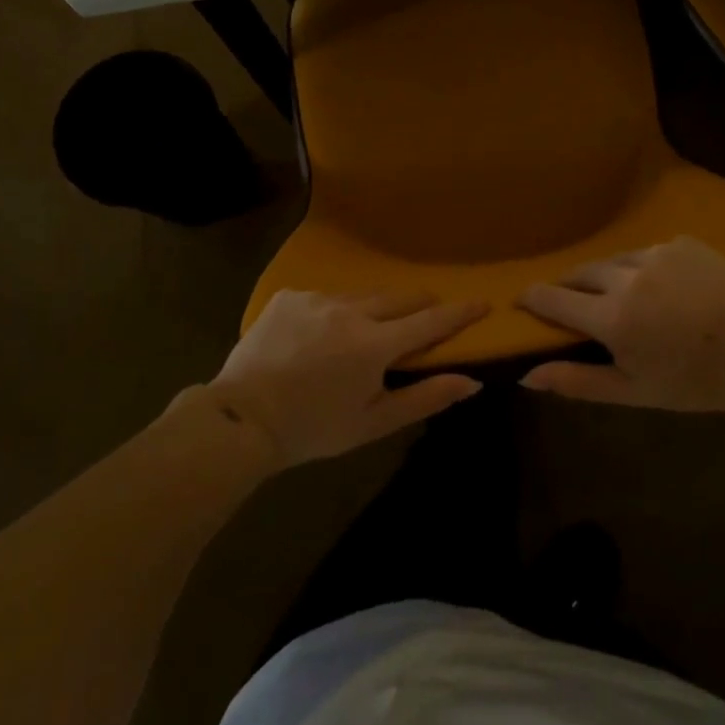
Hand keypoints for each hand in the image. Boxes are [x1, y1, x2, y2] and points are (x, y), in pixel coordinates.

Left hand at [199, 291, 489, 467]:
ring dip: (373, 310)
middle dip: (419, 305)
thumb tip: (471, 381)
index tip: (483, 301)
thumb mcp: (373, 421)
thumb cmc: (314, 428)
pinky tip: (320, 335)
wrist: (241, 419)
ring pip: (361, 296)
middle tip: (427, 315)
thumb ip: (425, 398)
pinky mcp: (289, 296)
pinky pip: (325, 297)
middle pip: (399, 298)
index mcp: (374, 344)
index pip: (429, 321)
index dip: (459, 312)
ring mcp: (316, 298)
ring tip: (366, 332)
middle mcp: (349, 310)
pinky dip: (333, 312)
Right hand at [517, 237, 724, 412]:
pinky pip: (648, 252)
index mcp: (611, 316)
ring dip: (607, 276)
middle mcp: (626, 276)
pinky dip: (643, 268)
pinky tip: (662, 287)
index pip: (552, 297)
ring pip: (614, 260)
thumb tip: (526, 376)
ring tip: (620, 295)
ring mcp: (656, 254)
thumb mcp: (634, 390)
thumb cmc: (697, 381)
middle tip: (573, 303)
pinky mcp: (683, 243)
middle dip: (569, 286)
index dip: (532, 298)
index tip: (521, 301)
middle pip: (580, 272)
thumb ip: (577, 381)